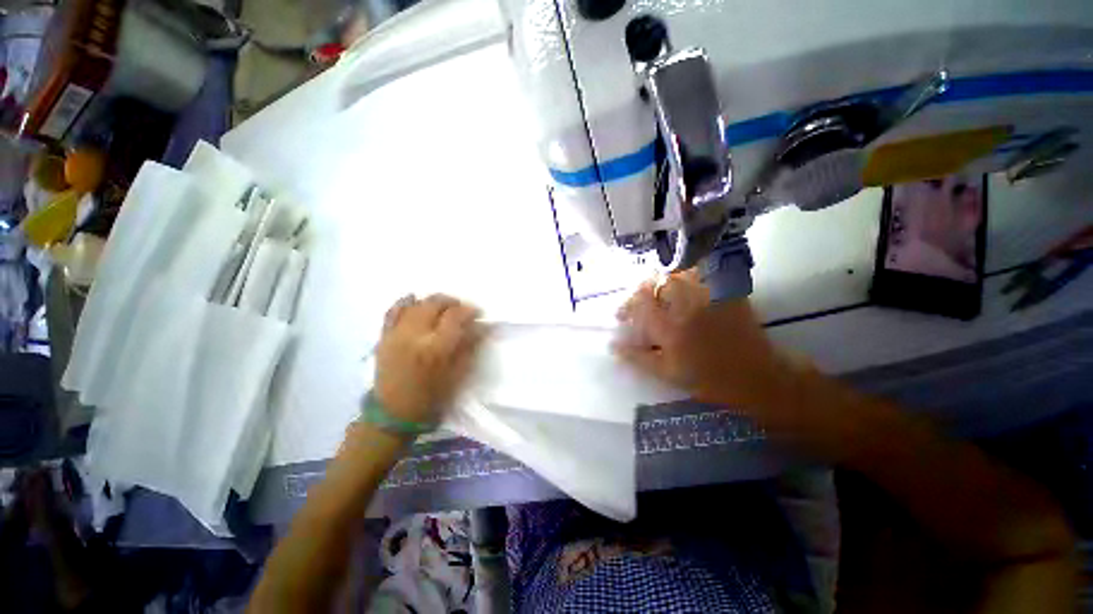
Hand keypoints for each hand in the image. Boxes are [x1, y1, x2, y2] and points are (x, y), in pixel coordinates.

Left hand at [373, 294, 483, 424]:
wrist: (394, 413)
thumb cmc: (432, 396)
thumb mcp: (458, 374)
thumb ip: (469, 346)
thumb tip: (480, 326)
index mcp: (436, 348)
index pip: (455, 317)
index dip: (469, 310)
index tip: (477, 313)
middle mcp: (415, 336)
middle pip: (435, 304)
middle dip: (451, 302)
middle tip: (460, 308)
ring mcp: (396, 334)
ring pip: (416, 304)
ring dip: (432, 301)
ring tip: (442, 307)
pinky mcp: (383, 337)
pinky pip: (392, 311)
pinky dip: (405, 302)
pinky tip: (414, 299)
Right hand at [612, 272, 790, 408]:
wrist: (758, 377)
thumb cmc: (709, 380)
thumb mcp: (668, 374)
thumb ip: (638, 358)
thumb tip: (613, 346)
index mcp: (671, 327)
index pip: (641, 301)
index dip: (628, 304)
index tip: (622, 314)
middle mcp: (687, 306)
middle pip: (658, 282)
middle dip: (643, 288)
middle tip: (640, 300)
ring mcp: (709, 296)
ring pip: (679, 273)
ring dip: (664, 278)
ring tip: (660, 291)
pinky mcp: (727, 292)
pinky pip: (704, 272)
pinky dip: (690, 273)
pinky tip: (686, 284)